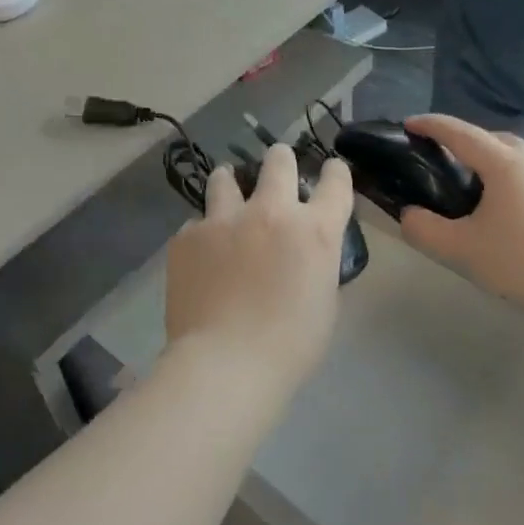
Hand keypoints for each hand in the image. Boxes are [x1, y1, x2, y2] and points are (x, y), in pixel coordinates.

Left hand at [165, 145, 354, 393]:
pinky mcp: (188, 236)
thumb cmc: (289, 346)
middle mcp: (271, 212)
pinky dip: (203, 233)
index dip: (334, 172)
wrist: (225, 364)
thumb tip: (304, 255)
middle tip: (277, 167)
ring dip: (231, 183)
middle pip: (278, 160)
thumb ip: (317, 265)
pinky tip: (201, 255)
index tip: (330, 170)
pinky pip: (197, 223)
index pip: (335, 183)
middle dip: (280, 160)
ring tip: (228, 192)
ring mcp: (224, 219)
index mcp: (314, 231)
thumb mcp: (324, 303)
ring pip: (225, 177)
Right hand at [398, 115, 523, 317]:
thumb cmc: (520, 261)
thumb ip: (423, 229)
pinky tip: (494, 201)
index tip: (407, 124)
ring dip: (483, 154)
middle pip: (487, 136)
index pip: (459, 133)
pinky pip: (523, 170)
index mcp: (502, 163)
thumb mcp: (459, 249)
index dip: (430, 125)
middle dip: (458, 138)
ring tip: (463, 177)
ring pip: (509, 152)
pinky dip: (501, 172)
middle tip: (434, 154)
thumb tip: (408, 215)